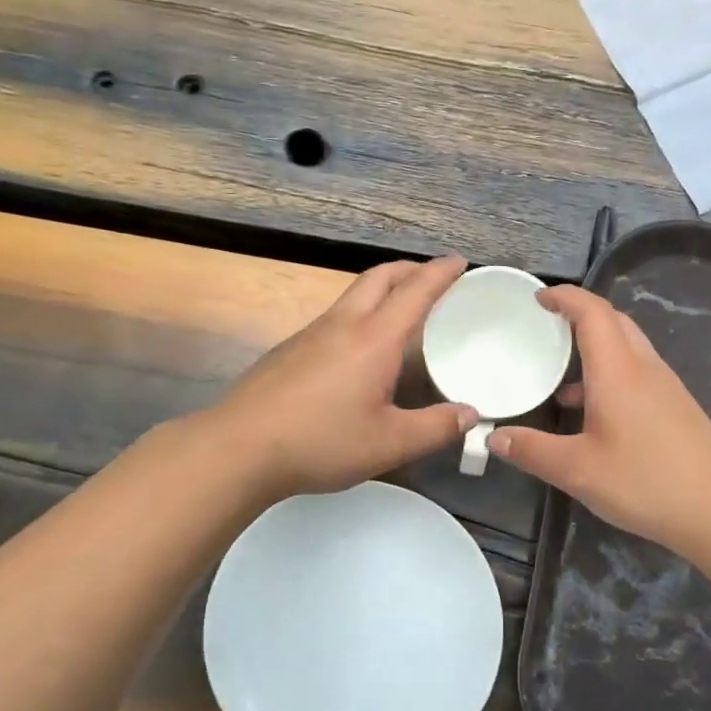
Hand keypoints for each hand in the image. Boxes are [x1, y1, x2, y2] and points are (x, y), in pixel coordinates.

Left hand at [208, 255, 476, 498]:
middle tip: (432, 277)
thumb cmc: (321, 442)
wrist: (239, 448)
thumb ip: (435, 428)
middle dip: (409, 269)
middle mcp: (342, 325)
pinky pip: (334, 318)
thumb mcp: (389, 443)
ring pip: (352, 295)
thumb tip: (470, 415)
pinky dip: (359, 315)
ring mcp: (310, 335)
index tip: (459, 262)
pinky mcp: (288, 351)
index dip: (440, 273)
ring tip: (400, 310)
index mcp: (373, 340)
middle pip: (379, 277)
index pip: (414, 292)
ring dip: (382, 289)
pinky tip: (359, 350)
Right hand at [489, 286, 710, 551]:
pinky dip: (611, 374)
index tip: (539, 298)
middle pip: (614, 321)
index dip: (565, 297)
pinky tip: (593, 413)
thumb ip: (532, 451)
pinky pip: (638, 372)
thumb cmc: (644, 481)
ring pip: (628, 347)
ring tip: (561, 373)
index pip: (592, 312)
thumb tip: (494, 438)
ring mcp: (665, 386)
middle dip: (581, 315)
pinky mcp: (676, 407)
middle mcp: (644, 368)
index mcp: (618, 370)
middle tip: (548, 326)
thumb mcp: (577, 470)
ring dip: (596, 347)